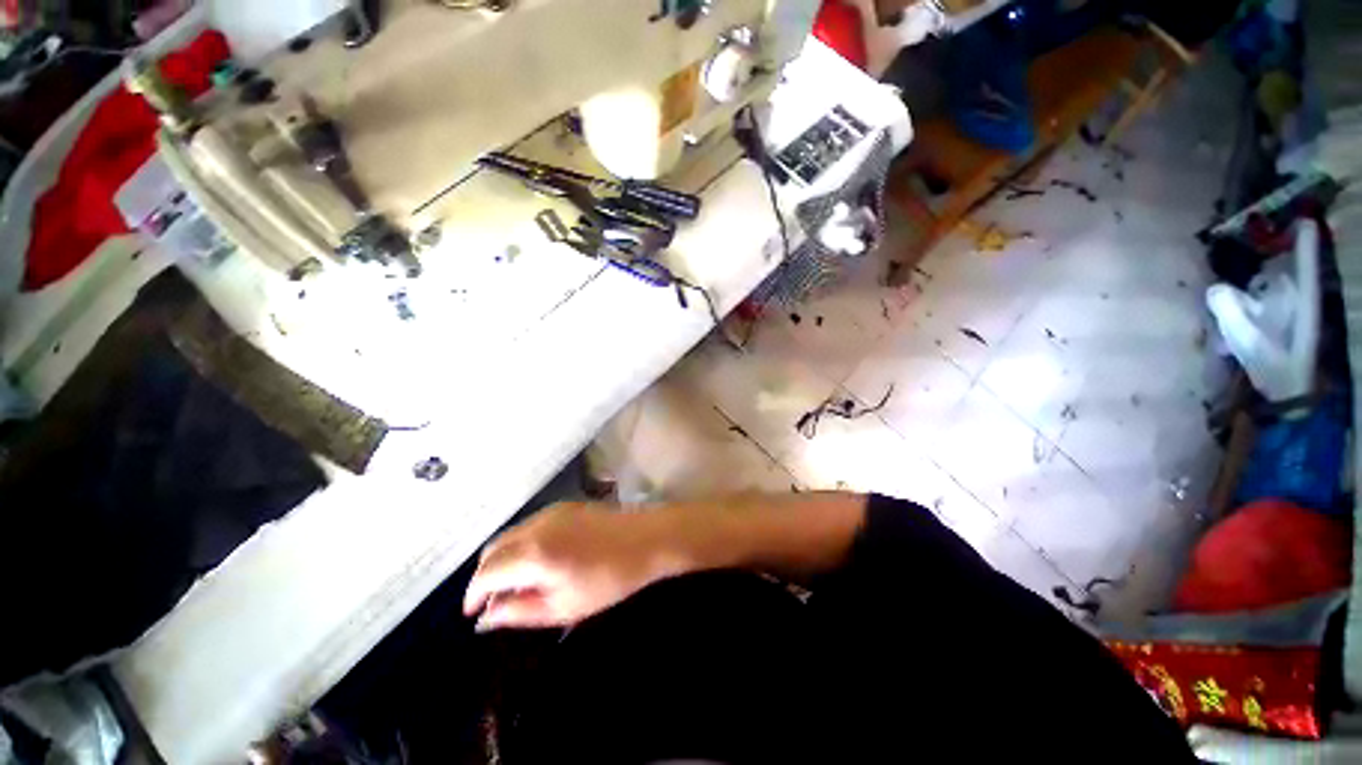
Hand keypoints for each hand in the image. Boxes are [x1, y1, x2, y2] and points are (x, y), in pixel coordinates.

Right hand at [463, 502, 678, 631]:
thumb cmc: (608, 580)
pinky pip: (530, 526)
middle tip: (495, 601)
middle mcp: (535, 526)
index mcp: (533, 554)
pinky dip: (521, 544)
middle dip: (485, 576)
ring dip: (503, 559)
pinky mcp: (565, 506)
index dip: (473, 595)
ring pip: (511, 535)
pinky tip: (537, 561)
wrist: (647, 539)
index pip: (486, 573)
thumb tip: (486, 617)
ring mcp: (551, 511)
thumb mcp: (563, 607)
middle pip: (493, 549)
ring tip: (516, 584)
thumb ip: (518, 612)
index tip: (473, 614)